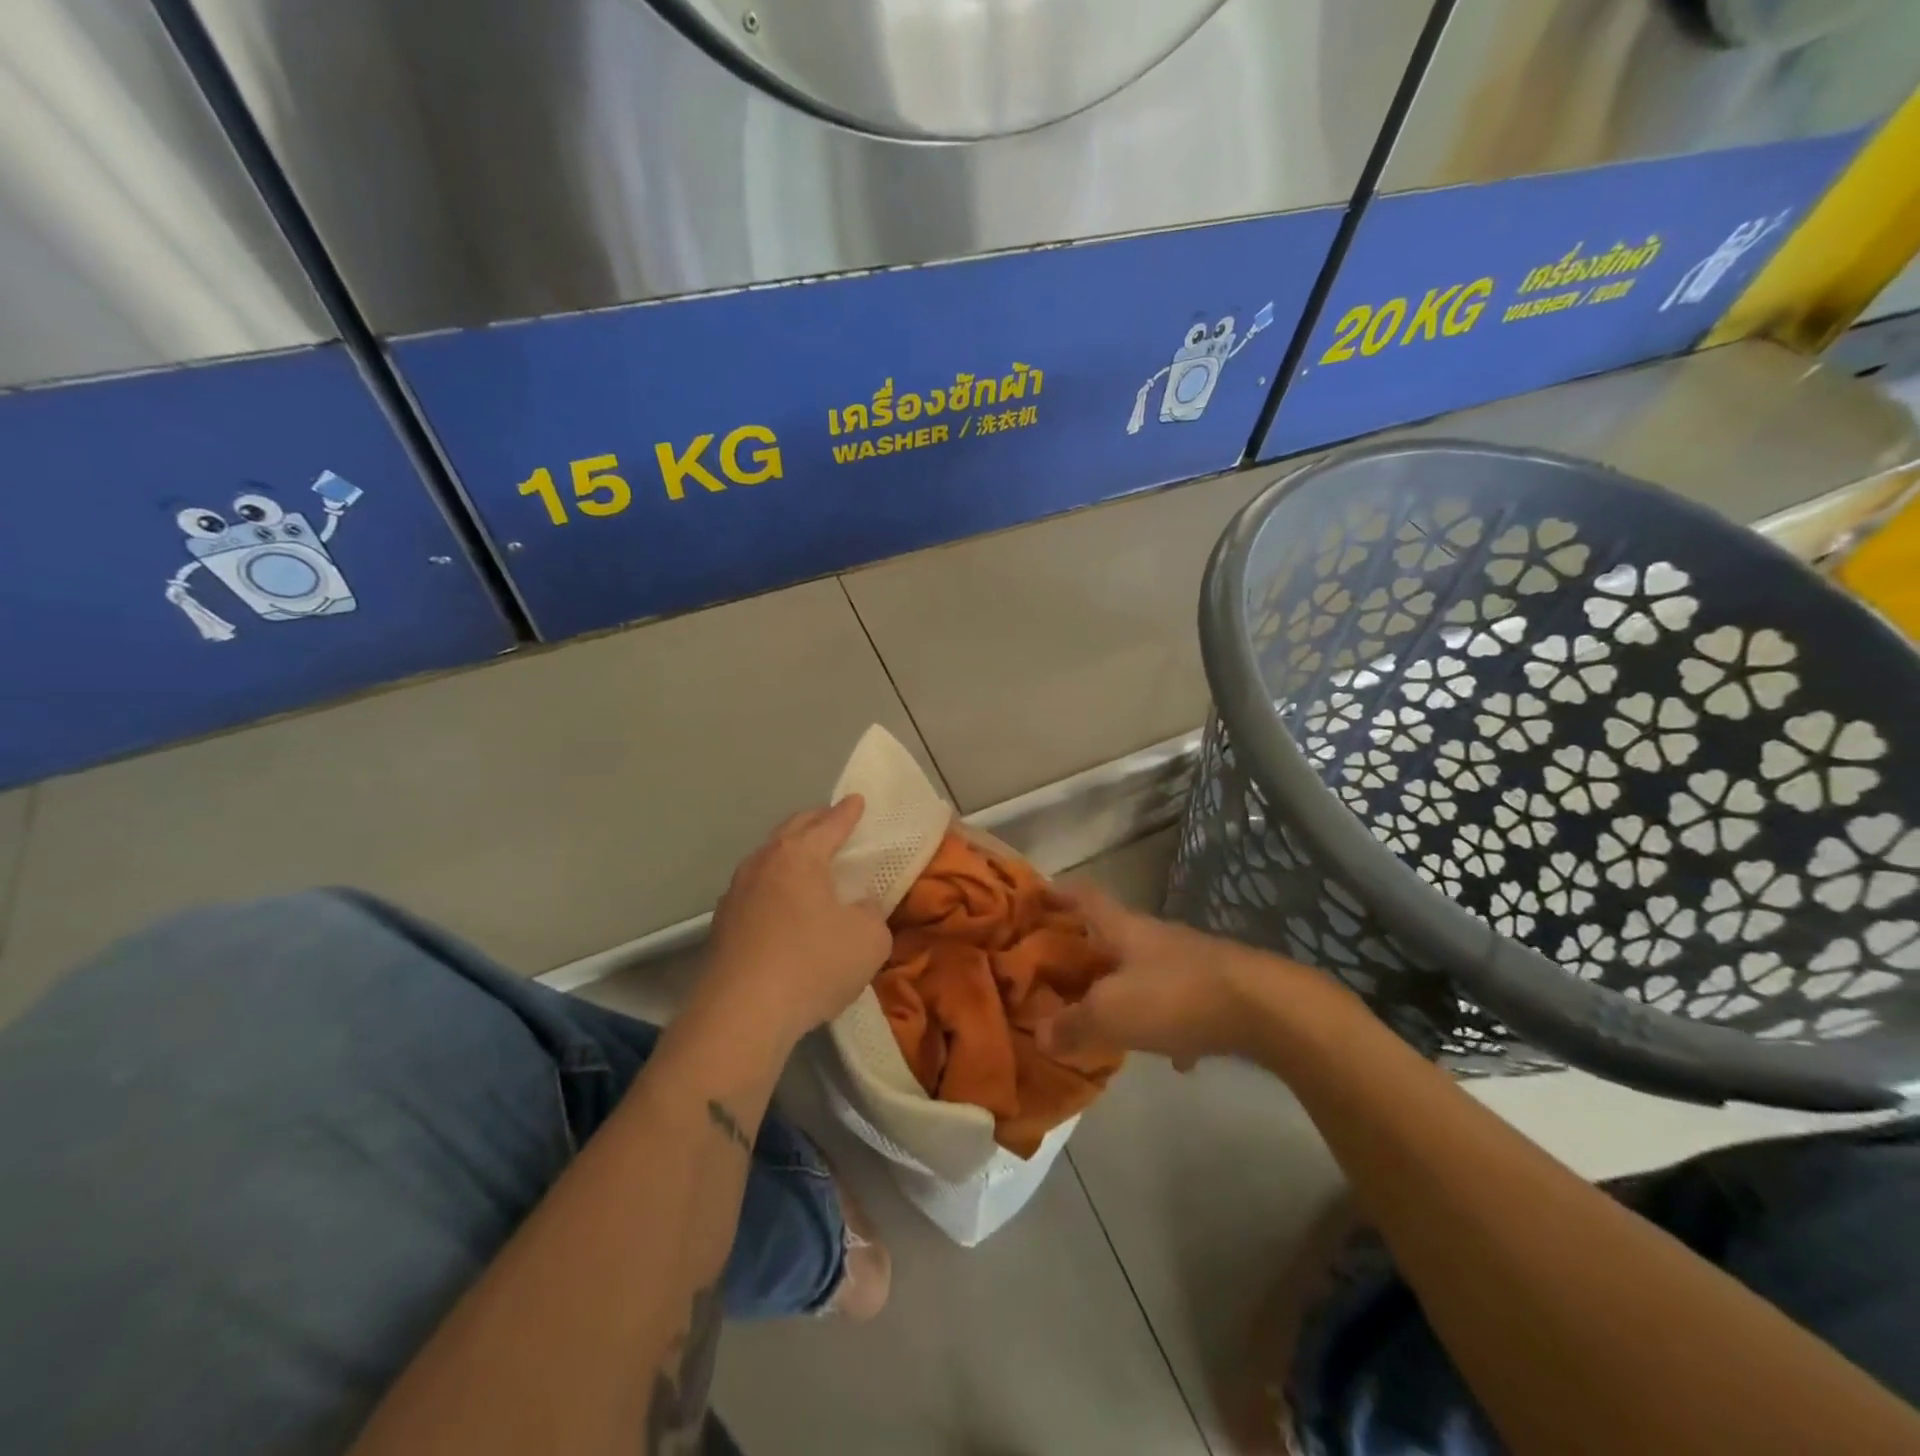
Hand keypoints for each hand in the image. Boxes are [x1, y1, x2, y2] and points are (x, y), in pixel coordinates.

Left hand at [701, 796, 890, 1047]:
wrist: (741, 1015)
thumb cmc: (813, 965)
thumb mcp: (869, 940)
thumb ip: (871, 914)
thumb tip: (859, 906)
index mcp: (800, 855)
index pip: (830, 824)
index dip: (848, 812)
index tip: (857, 800)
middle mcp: (763, 863)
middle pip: (792, 830)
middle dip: (815, 822)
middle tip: (833, 821)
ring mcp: (736, 892)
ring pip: (768, 858)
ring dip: (790, 854)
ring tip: (808, 862)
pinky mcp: (722, 924)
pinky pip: (755, 890)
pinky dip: (774, 886)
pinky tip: (782, 905)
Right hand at [1037, 884, 1313, 1069]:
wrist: (1265, 1009)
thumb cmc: (1175, 996)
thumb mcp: (1111, 1014)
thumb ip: (1072, 1025)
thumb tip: (1039, 1035)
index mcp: (1123, 928)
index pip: (1084, 896)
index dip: (1059, 892)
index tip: (1038, 895)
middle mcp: (1154, 936)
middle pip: (1113, 933)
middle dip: (1086, 948)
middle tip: (1057, 969)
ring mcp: (1189, 960)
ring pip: (1146, 968)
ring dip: (1126, 986)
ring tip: (1106, 1016)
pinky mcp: (1218, 989)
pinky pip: (1182, 1003)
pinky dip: (1170, 1023)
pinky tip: (1173, 1055)